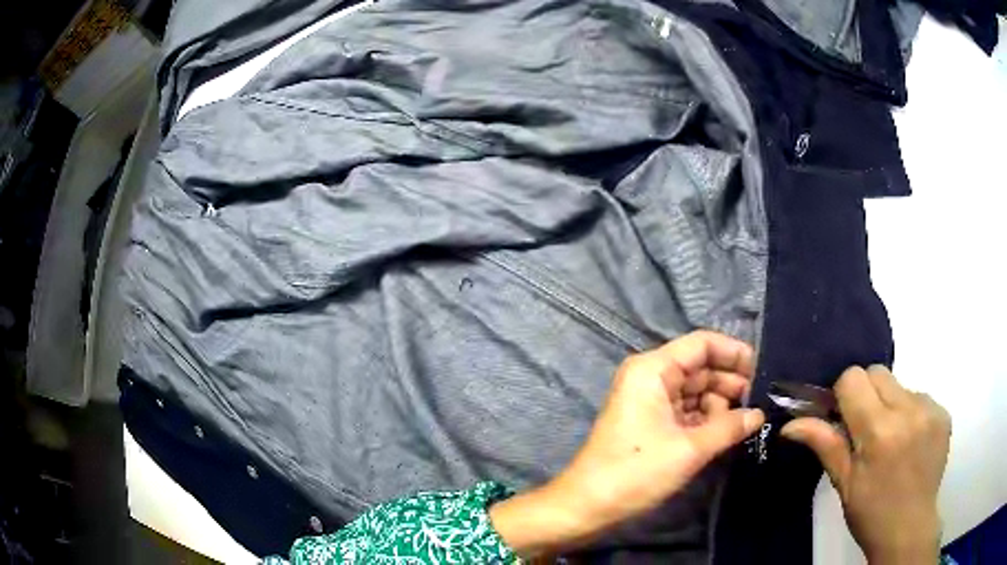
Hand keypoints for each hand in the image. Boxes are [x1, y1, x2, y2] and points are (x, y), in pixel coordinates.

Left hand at [490, 331, 763, 557]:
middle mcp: (651, 377)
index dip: (734, 353)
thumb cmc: (636, 471)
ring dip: (721, 405)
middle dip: (731, 383)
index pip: (702, 344)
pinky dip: (707, 420)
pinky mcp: (651, 424)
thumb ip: (729, 426)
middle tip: (762, 401)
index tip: (762, 370)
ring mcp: (650, 401)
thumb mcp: (690, 449)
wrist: (588, 506)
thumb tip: (759, 414)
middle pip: (701, 368)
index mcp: (653, 369)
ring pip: (696, 392)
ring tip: (750, 420)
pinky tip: (730, 432)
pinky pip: (686, 412)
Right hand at [781, 366, 950, 564]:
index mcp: (879, 431)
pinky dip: (910, 413)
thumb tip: (790, 424)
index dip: (843, 395)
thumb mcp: (844, 484)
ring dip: (891, 404)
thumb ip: (825, 444)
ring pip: (900, 384)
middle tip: (866, 428)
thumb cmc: (871, 513)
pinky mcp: (944, 413)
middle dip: (867, 393)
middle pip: (878, 372)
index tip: (843, 417)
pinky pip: (920, 397)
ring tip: (892, 440)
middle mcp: (908, 411)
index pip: (854, 378)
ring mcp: (930, 410)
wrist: (909, 529)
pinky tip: (910, 442)